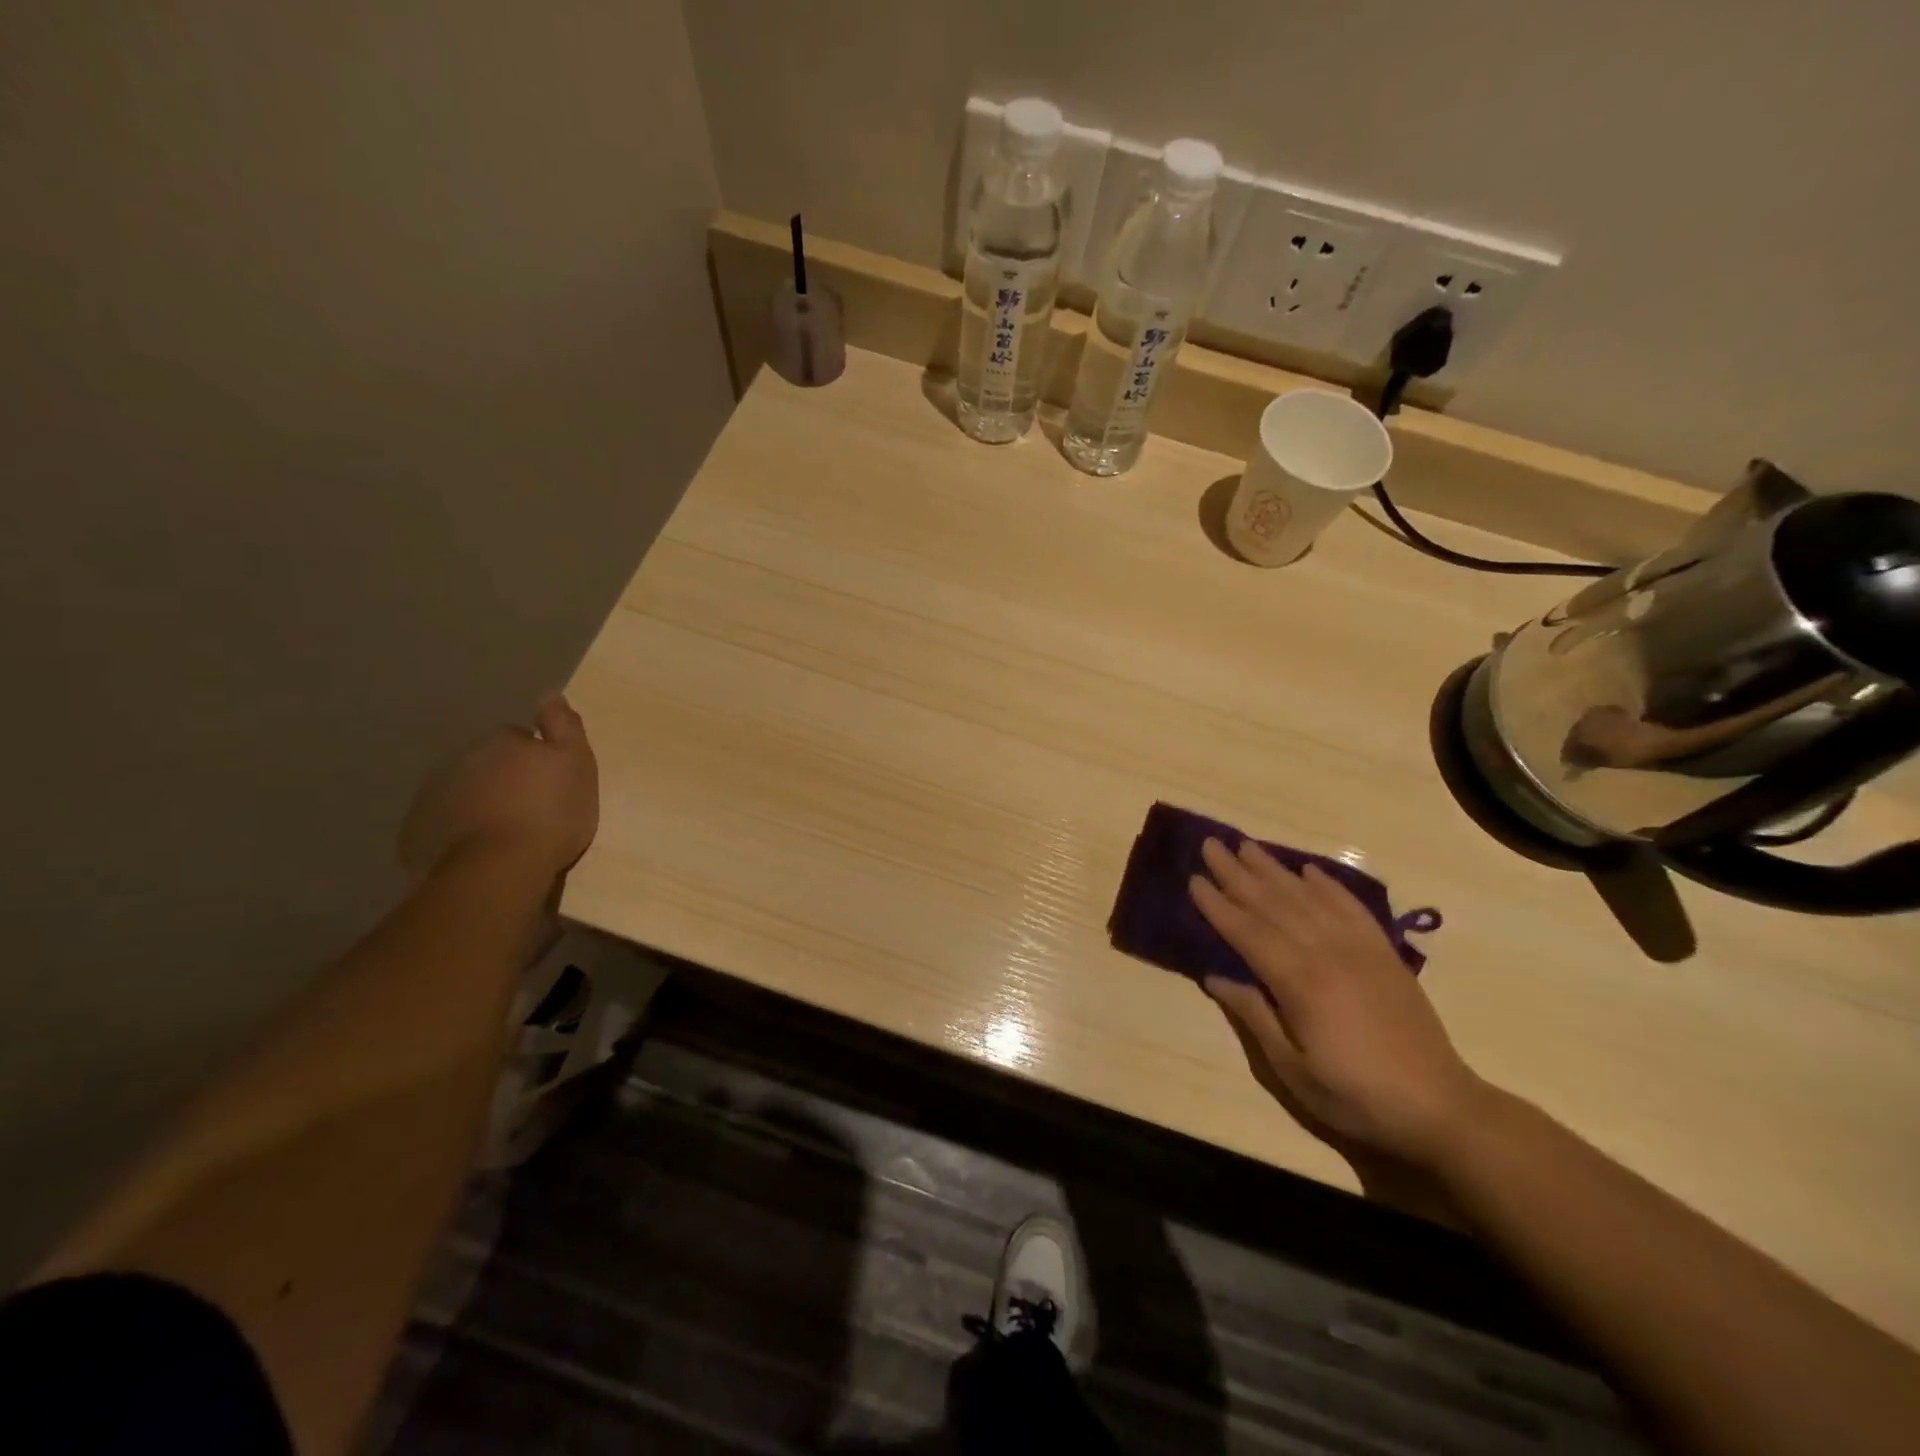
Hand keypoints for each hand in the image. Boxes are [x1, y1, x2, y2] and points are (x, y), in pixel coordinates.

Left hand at [400, 695, 598, 881]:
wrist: (501, 866)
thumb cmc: (551, 811)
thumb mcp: (577, 763)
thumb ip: (564, 726)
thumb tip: (550, 694)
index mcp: (505, 741)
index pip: (521, 738)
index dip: (538, 758)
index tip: (551, 782)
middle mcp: (466, 757)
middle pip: (491, 762)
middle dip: (508, 778)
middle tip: (532, 807)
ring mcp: (439, 792)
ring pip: (468, 789)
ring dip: (484, 801)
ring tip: (507, 830)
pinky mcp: (421, 827)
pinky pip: (447, 819)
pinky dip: (461, 827)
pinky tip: (481, 846)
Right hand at [1190, 838, 1486, 1171]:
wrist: (1440, 1106)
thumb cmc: (1355, 1095)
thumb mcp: (1292, 1070)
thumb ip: (1254, 1016)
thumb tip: (1215, 977)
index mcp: (1299, 982)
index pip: (1247, 932)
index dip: (1218, 905)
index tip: (1193, 878)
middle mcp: (1327, 952)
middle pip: (1273, 904)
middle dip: (1238, 873)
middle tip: (1211, 845)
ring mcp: (1360, 948)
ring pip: (1308, 897)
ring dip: (1274, 869)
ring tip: (1247, 846)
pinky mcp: (1384, 952)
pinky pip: (1351, 906)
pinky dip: (1328, 884)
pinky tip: (1309, 870)